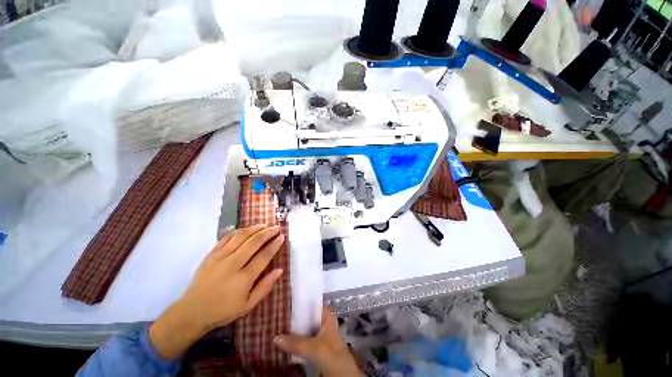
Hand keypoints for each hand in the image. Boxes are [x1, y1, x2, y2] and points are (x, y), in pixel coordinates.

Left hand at [149, 224, 284, 359]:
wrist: (192, 312)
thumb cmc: (223, 310)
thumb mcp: (248, 305)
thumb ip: (265, 287)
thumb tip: (280, 270)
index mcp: (243, 278)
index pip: (264, 256)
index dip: (274, 244)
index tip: (282, 236)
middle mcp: (232, 264)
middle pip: (254, 242)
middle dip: (267, 232)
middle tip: (276, 227)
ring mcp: (220, 257)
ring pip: (241, 236)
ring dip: (255, 228)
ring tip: (264, 225)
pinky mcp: (211, 254)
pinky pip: (227, 237)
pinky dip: (239, 231)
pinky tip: (247, 229)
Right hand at [275, 307, 360, 376]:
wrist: (343, 376)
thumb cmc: (332, 355)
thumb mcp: (313, 347)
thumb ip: (296, 342)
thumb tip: (275, 337)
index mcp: (327, 317)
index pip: (313, 306)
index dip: (302, 305)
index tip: (288, 306)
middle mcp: (325, 325)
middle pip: (308, 319)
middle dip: (295, 320)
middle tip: (279, 319)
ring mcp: (322, 339)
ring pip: (306, 332)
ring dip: (295, 333)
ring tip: (279, 331)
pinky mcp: (319, 351)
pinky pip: (306, 344)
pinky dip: (297, 344)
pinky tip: (287, 345)